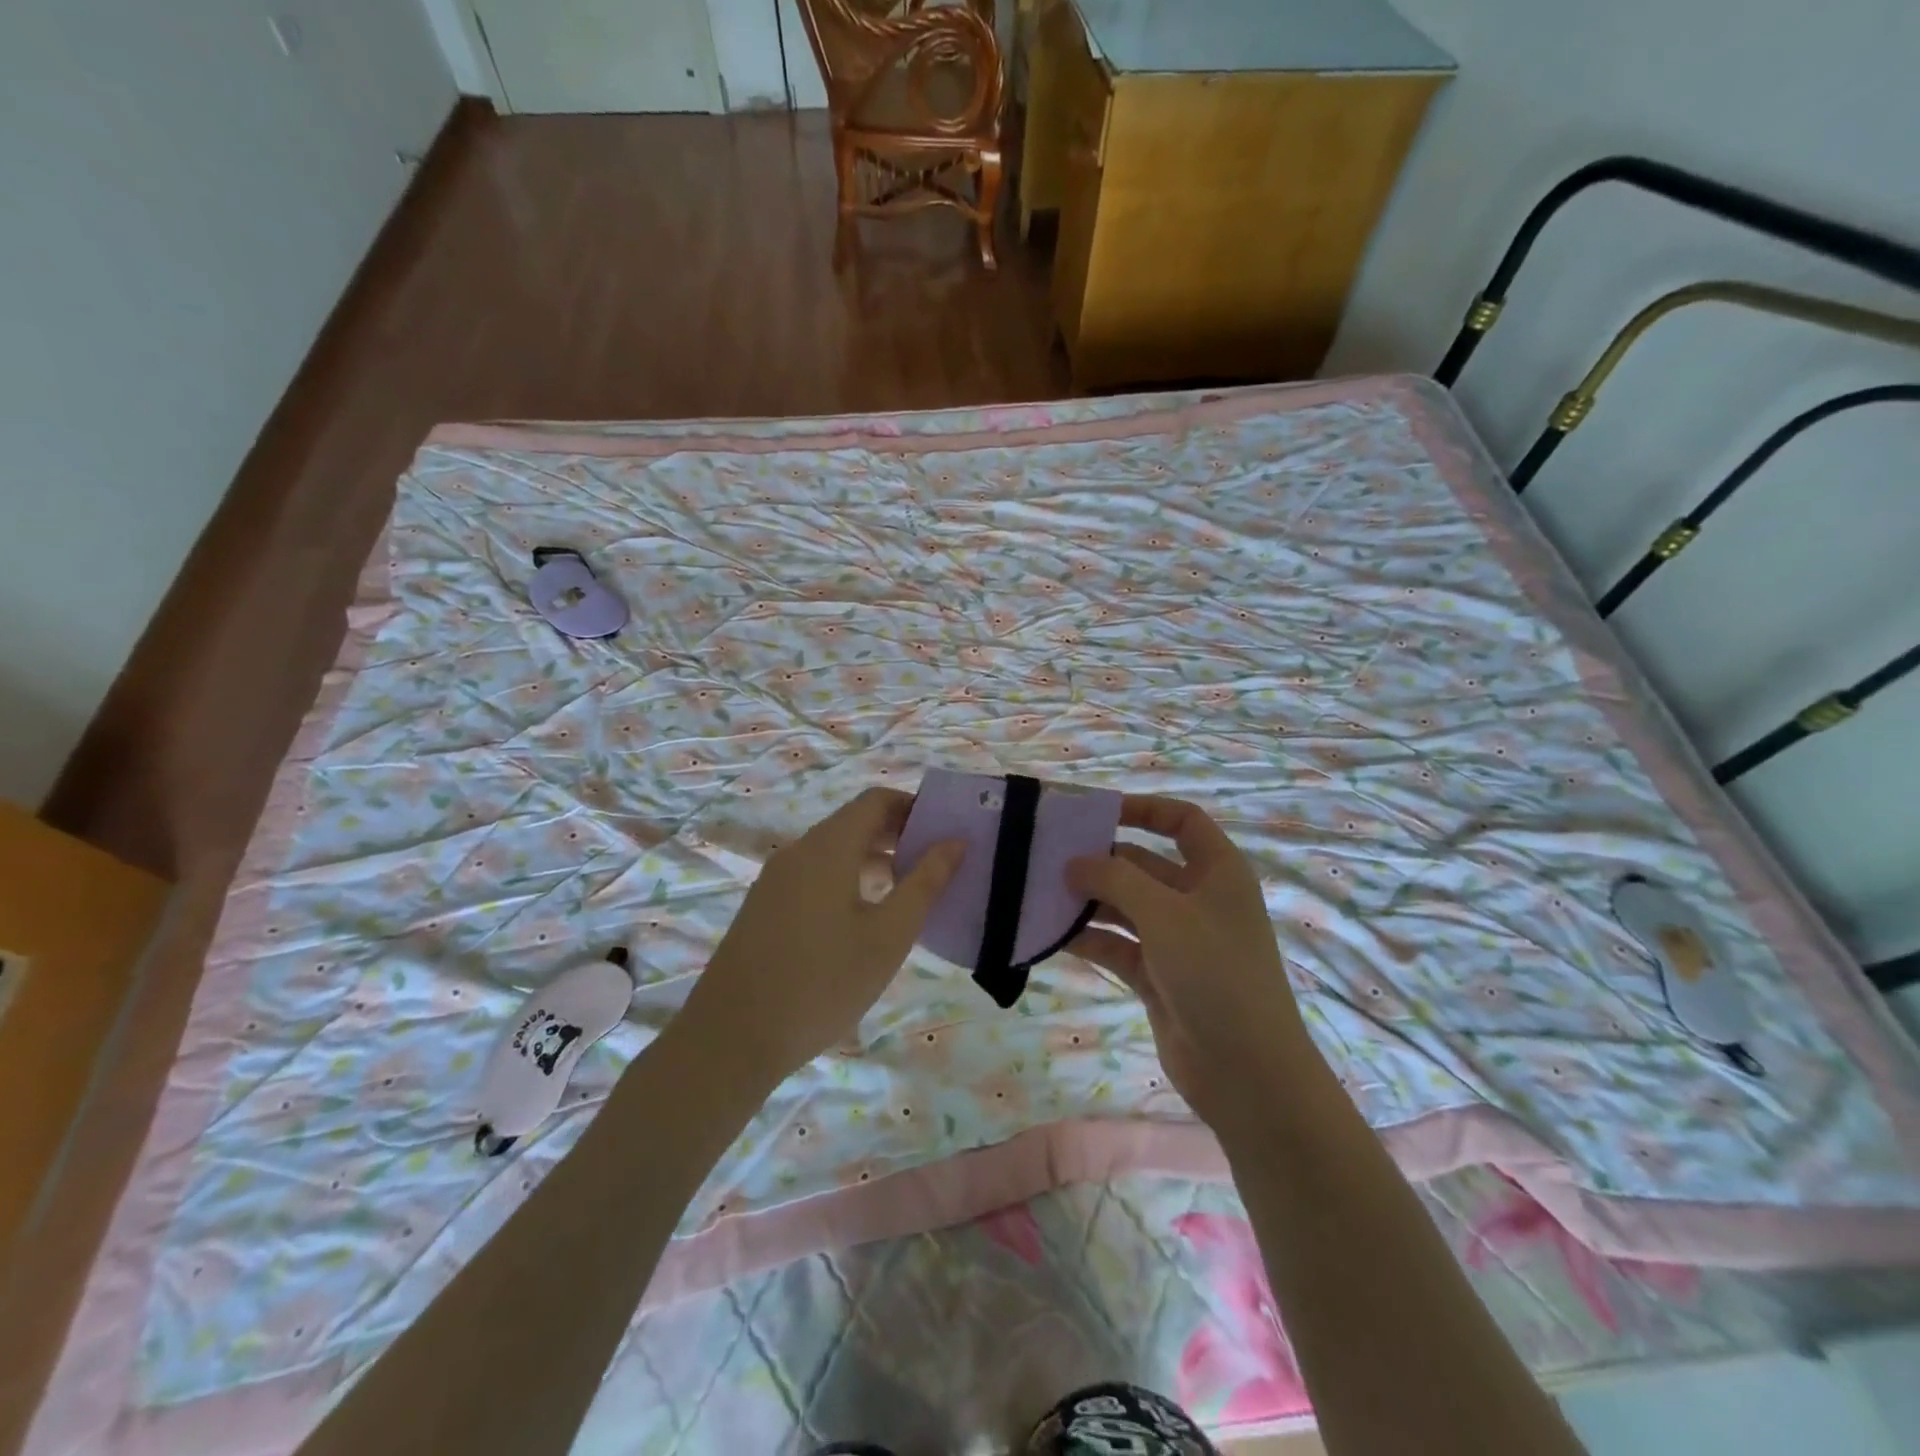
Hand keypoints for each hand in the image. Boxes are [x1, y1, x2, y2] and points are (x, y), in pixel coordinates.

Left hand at [681, 787, 963, 1082]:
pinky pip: (814, 874)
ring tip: (908, 894)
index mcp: (828, 847)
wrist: (732, 1037)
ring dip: (874, 860)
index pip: (876, 800)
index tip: (945, 834)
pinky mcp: (764, 905)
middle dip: (898, 835)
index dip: (914, 808)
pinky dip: (847, 879)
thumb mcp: (888, 936)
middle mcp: (798, 851)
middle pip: (854, 823)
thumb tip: (956, 842)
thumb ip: (925, 883)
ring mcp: (776, 878)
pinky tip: (864, 919)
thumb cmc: (823, 983)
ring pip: (834, 851)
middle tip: (935, 866)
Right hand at [1068, 796, 1311, 1136]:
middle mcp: (1197, 900)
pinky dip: (1088, 938)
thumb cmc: (1215, 974)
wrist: (1247, 1073)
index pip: (1182, 821)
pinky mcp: (1157, 976)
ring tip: (1039, 893)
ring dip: (1088, 900)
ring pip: (1125, 906)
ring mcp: (1177, 940)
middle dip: (1101, 860)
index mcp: (1217, 872)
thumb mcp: (1165, 914)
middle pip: (1143, 864)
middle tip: (1049, 857)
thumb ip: (1116, 879)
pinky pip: (1116, 945)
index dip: (1143, 809)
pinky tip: (1050, 934)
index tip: (1096, 813)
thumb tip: (1074, 862)